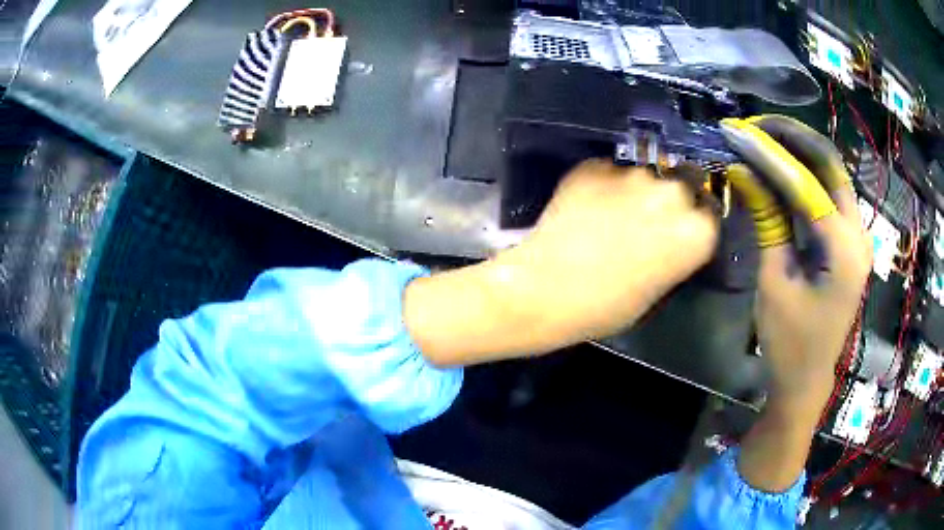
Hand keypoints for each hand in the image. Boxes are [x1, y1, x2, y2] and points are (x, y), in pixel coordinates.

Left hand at [404, 160, 718, 365]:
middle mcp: (672, 194)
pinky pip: (608, 172)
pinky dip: (603, 185)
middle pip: (681, 188)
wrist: (546, 290)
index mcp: (695, 232)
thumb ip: (674, 253)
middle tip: (647, 221)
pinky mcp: (595, 166)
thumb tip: (672, 236)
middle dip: (669, 202)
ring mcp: (632, 174)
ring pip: (644, 176)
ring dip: (635, 191)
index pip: (709, 216)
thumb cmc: (605, 308)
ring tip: (611, 214)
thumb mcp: (657, 290)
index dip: (692, 224)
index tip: (679, 232)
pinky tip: (587, 207)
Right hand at [720, 115, 871, 490]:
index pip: (806, 183)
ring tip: (763, 138)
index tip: (737, 132)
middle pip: (830, 164)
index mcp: (844, 251)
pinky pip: (829, 194)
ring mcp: (858, 236)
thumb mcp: (774, 282)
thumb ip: (766, 221)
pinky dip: (805, 175)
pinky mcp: (849, 241)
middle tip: (755, 126)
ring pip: (832, 174)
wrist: (807, 378)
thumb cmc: (789, 341)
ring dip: (799, 151)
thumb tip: (741, 170)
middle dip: (792, 137)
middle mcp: (859, 234)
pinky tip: (782, 167)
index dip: (769, 154)